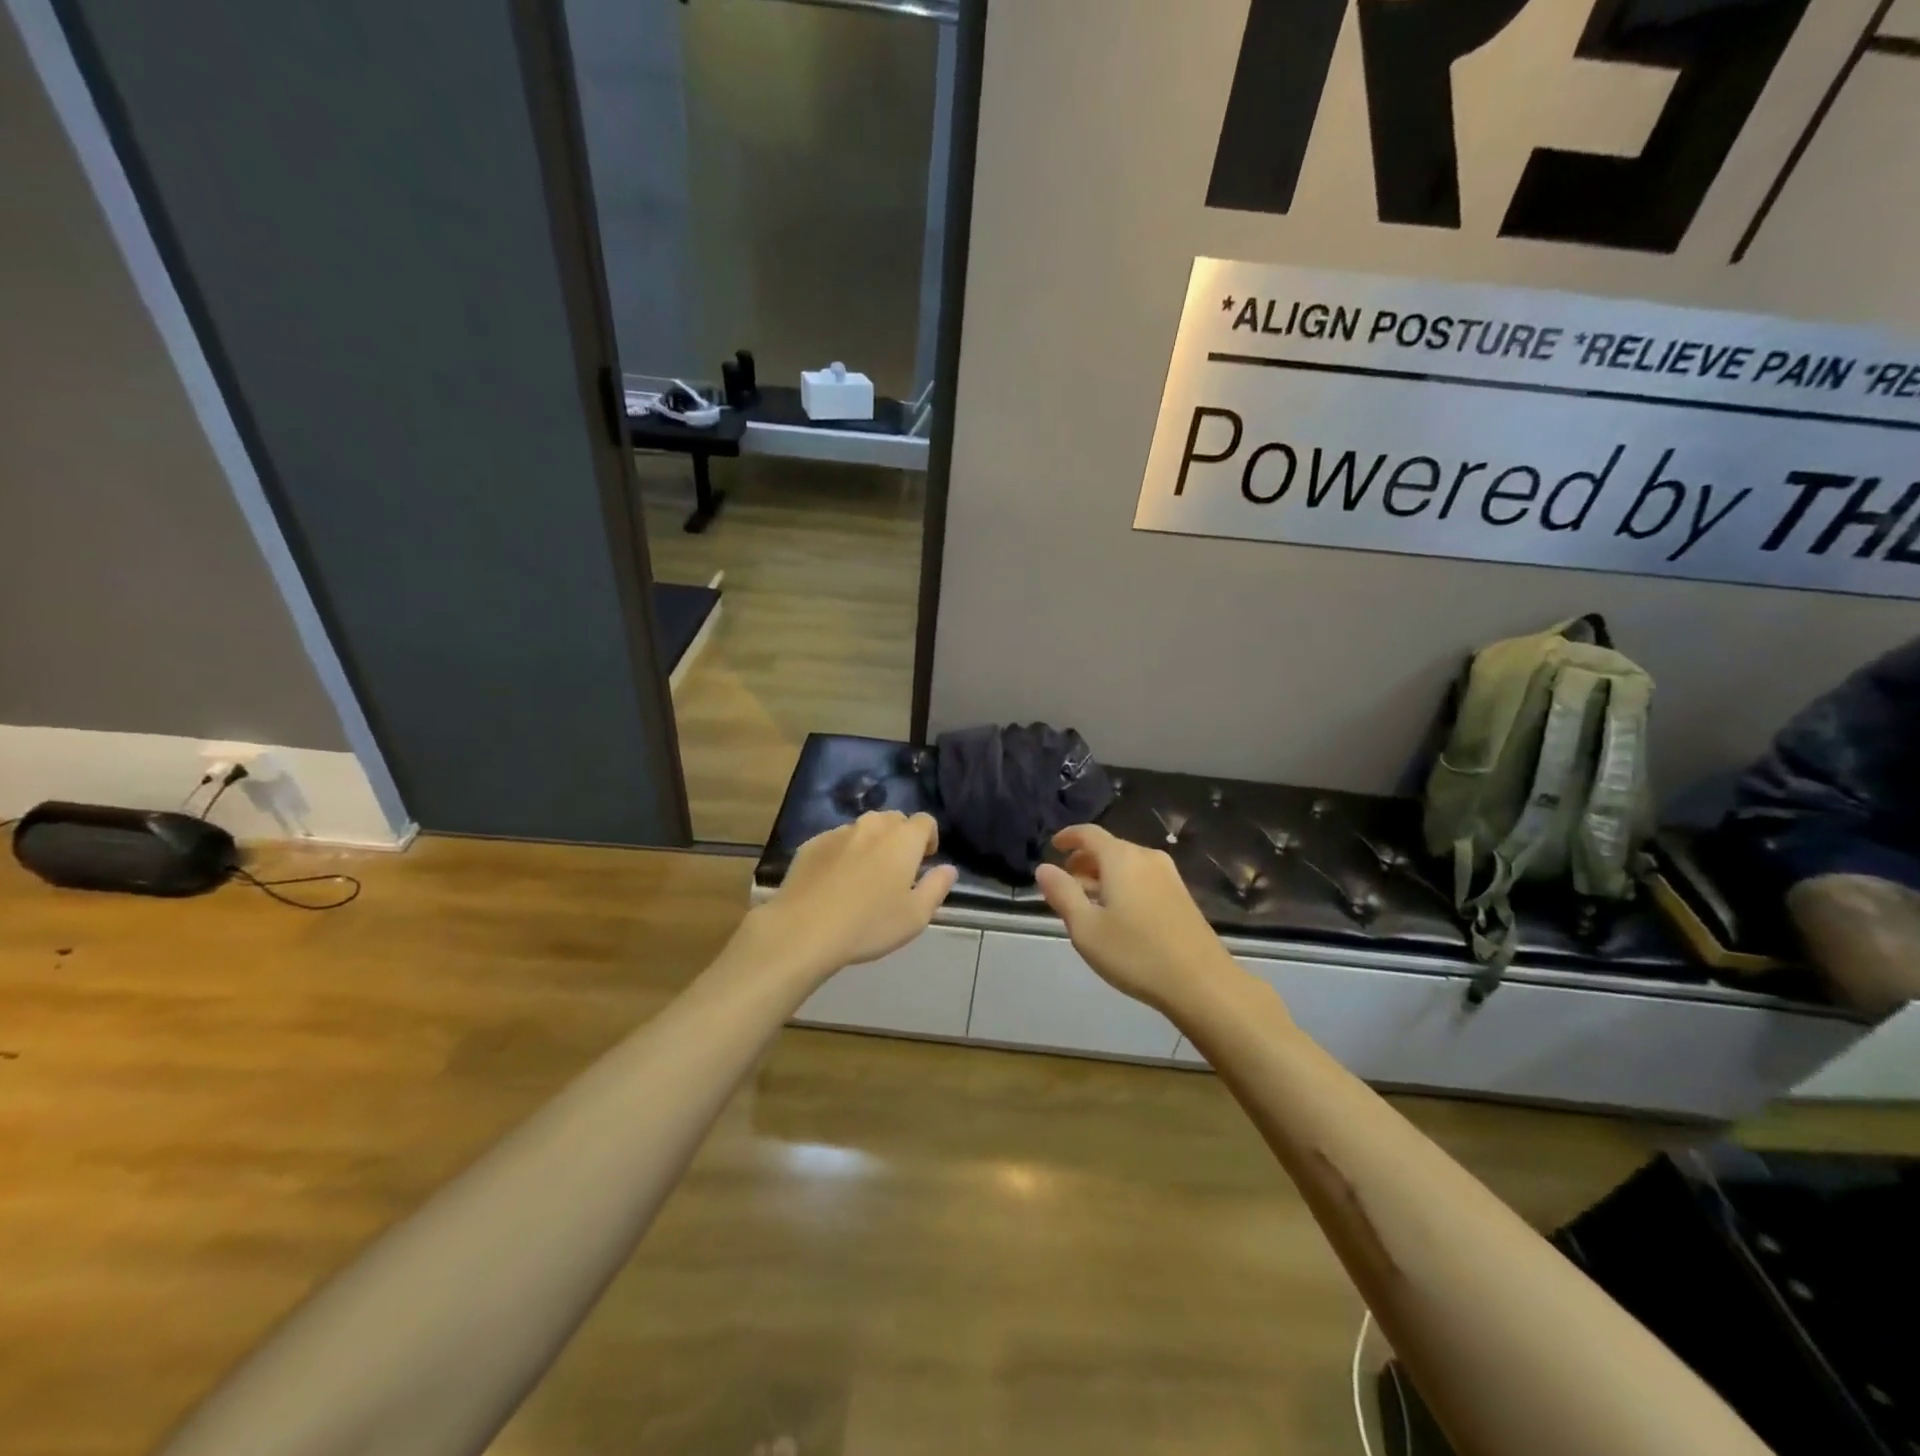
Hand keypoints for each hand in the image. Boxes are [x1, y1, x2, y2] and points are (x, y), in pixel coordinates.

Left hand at [754, 812, 958, 975]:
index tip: (925, 860)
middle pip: (894, 819)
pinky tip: (835, 881)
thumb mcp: (916, 916)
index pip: (925, 820)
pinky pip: (836, 841)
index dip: (929, 837)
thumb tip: (948, 868)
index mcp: (903, 839)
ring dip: (871, 843)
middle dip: (900, 837)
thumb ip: (937, 887)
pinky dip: (843, 853)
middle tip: (897, 869)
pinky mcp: (811, 844)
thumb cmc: (869, 924)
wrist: (804, 929)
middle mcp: (872, 826)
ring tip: (864, 875)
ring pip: (863, 828)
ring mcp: (838, 832)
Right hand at [1035, 824, 1240, 1010]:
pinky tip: (1118, 915)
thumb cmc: (1136, 953)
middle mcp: (1146, 857)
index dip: (1068, 836)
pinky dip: (1123, 886)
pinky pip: (1143, 879)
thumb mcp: (1086, 928)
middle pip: (1109, 848)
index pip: (1089, 834)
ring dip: (1103, 876)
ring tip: (1087, 902)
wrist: (1202, 983)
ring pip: (1127, 865)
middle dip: (1084, 861)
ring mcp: (1169, 876)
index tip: (1053, 846)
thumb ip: (1062, 894)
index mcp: (1121, 858)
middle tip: (1066, 883)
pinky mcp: (1182, 896)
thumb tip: (1044, 868)